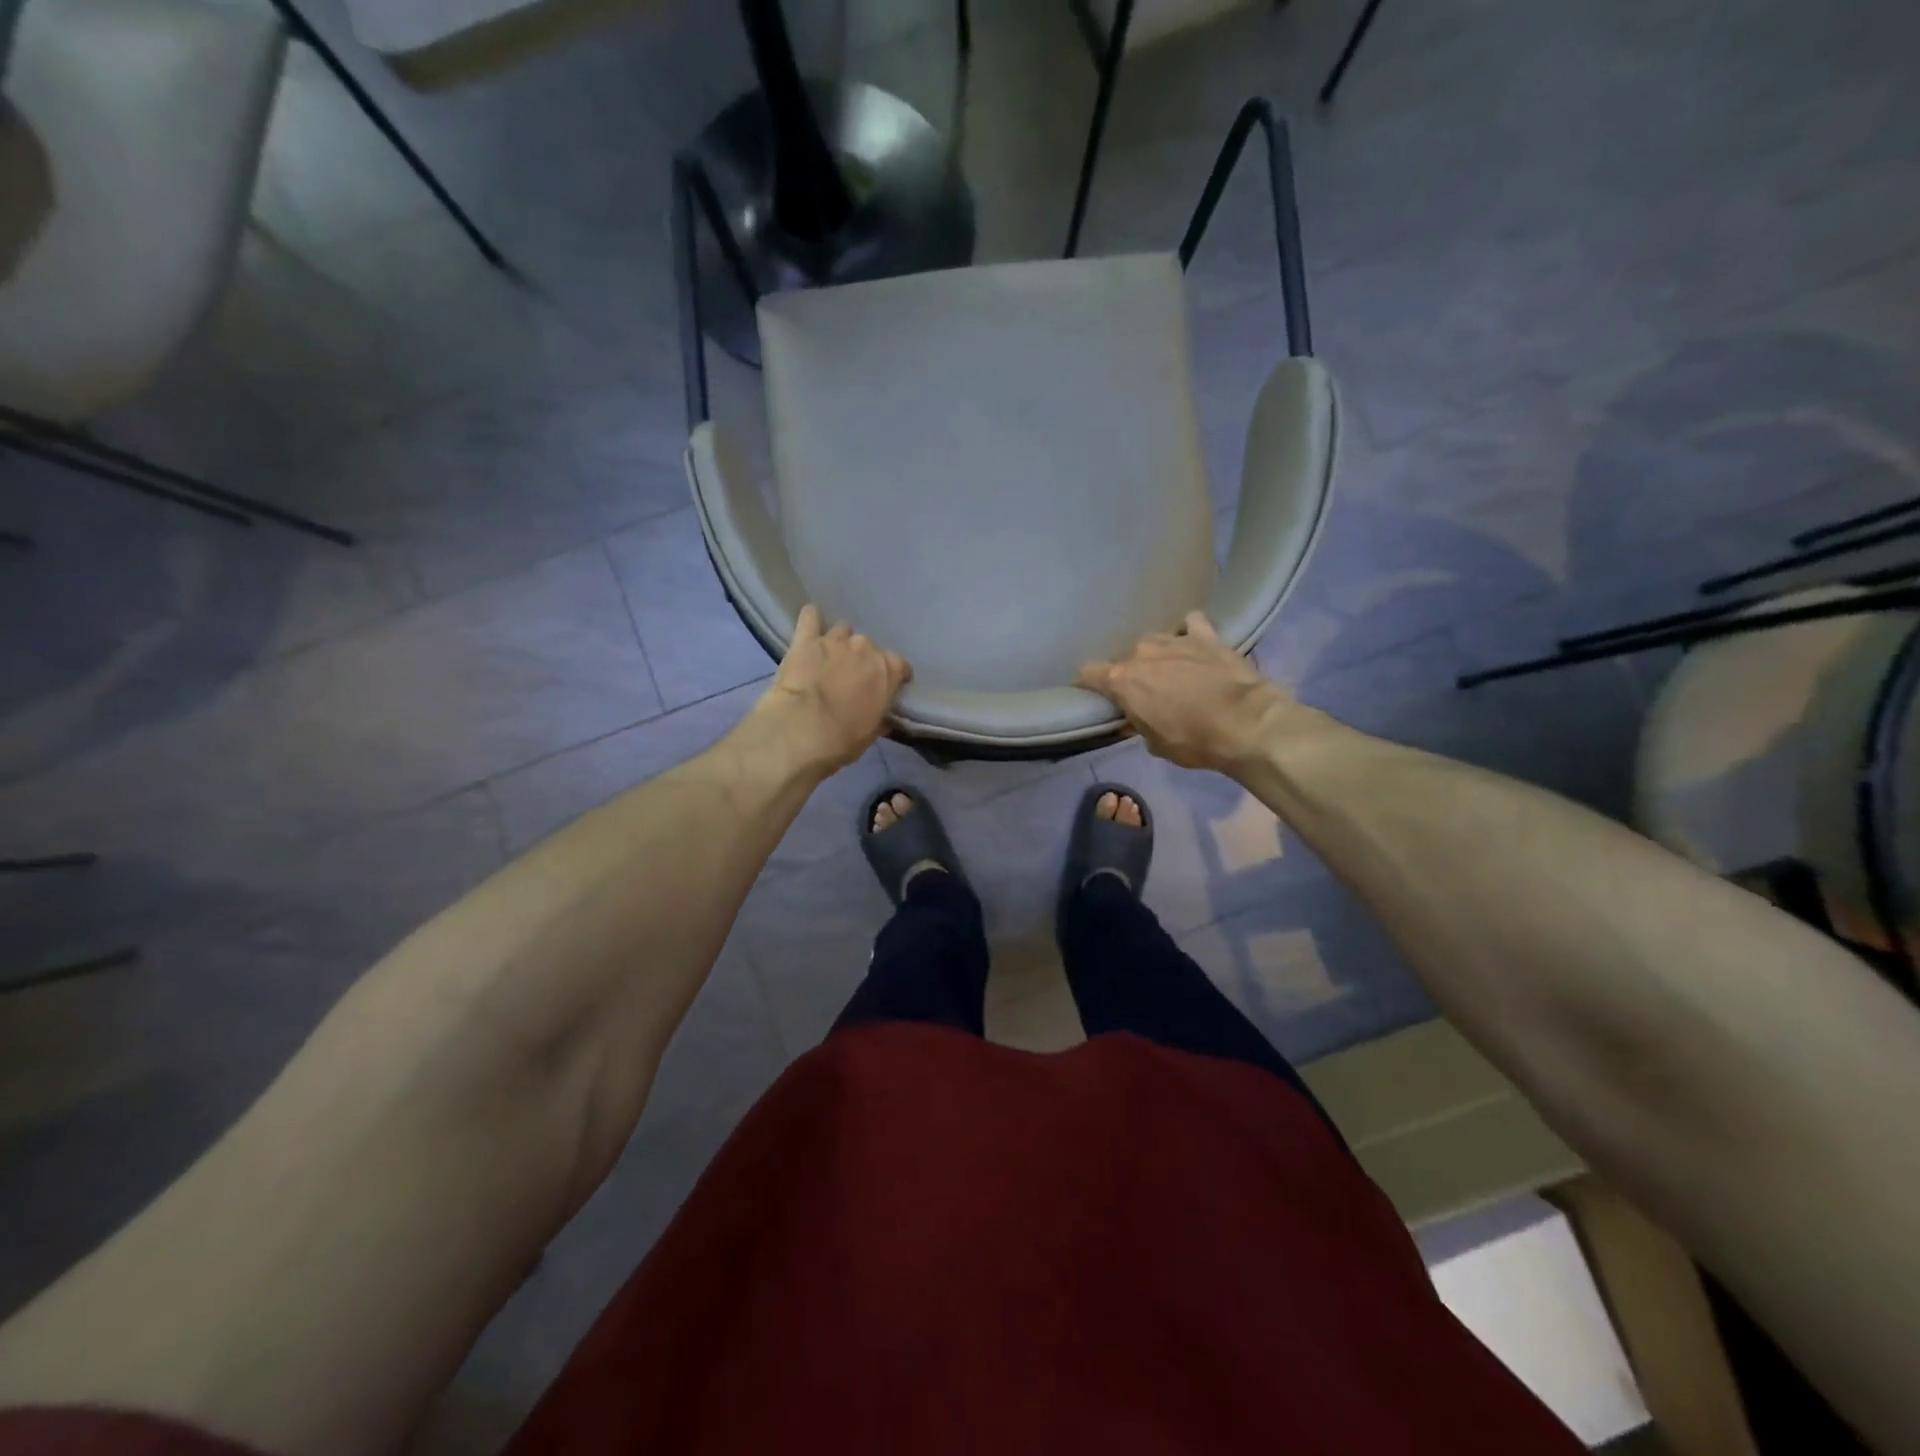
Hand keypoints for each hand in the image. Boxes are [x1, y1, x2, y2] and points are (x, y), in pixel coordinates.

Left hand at [755, 605, 911, 772]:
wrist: (801, 731)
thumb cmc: (842, 739)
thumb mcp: (870, 733)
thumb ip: (880, 718)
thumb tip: (884, 718)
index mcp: (888, 670)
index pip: (900, 665)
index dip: (893, 676)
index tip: (886, 687)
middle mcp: (865, 648)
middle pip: (869, 647)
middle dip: (862, 659)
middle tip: (851, 677)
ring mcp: (835, 640)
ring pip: (842, 630)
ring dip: (838, 642)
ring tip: (829, 657)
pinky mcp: (806, 639)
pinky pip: (810, 616)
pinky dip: (812, 619)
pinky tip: (810, 623)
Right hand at [1077, 612, 1291, 772]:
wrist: (1246, 723)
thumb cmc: (1194, 740)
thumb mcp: (1155, 743)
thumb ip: (1137, 724)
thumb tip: (1134, 718)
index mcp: (1121, 680)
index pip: (1088, 673)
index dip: (1087, 684)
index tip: (1093, 695)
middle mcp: (1141, 652)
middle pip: (1124, 658)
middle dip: (1129, 673)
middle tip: (1145, 692)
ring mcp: (1174, 639)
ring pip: (1153, 641)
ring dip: (1156, 655)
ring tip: (1171, 670)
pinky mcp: (1205, 635)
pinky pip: (1189, 624)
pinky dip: (1188, 632)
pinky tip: (1193, 643)